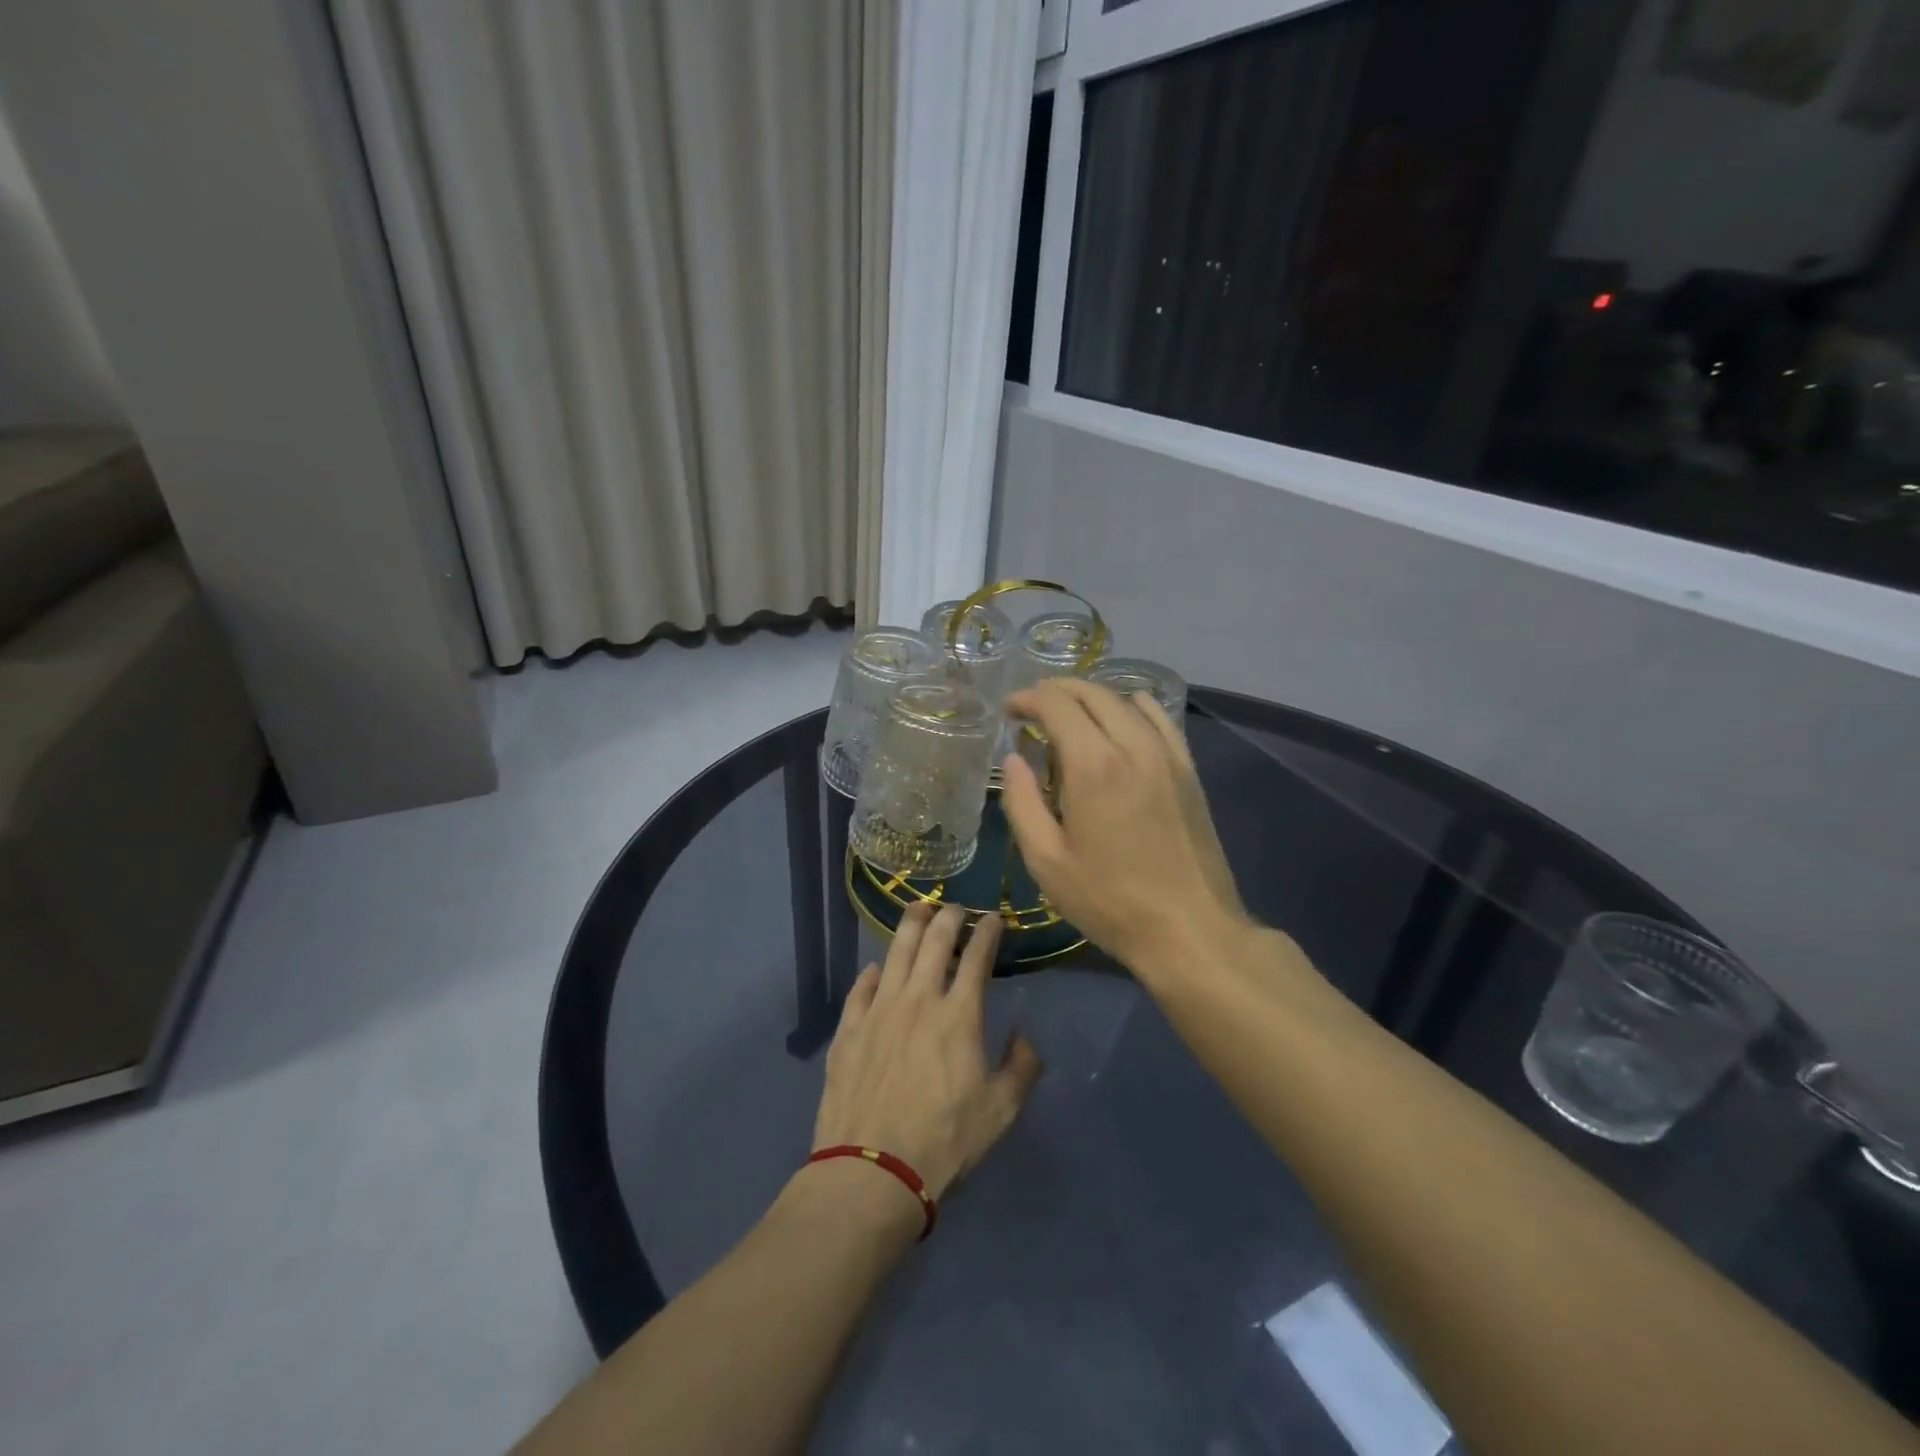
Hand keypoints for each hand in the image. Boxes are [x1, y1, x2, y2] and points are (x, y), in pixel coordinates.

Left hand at [812, 903, 1043, 1203]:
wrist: (872, 1170)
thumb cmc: (944, 1140)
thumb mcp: (1001, 1111)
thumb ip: (1022, 1067)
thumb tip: (1025, 1036)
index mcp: (958, 1014)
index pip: (977, 956)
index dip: (987, 931)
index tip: (994, 918)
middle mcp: (918, 999)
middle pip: (934, 941)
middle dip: (949, 917)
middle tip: (956, 908)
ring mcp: (879, 1011)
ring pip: (896, 953)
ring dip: (910, 926)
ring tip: (917, 909)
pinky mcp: (849, 1029)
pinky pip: (861, 988)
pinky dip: (873, 972)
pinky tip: (877, 968)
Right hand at [1001, 679, 1248, 976]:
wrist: (1190, 929)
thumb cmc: (1109, 900)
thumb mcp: (1047, 861)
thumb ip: (1022, 803)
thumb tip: (1014, 759)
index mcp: (1093, 765)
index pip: (1057, 705)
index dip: (1028, 699)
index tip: (1009, 710)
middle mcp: (1133, 745)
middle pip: (1092, 693)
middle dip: (1056, 691)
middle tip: (1032, 708)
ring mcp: (1167, 755)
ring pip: (1125, 701)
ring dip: (1091, 698)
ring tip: (1070, 715)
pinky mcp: (1188, 770)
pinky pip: (1161, 719)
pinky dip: (1134, 707)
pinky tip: (1123, 717)